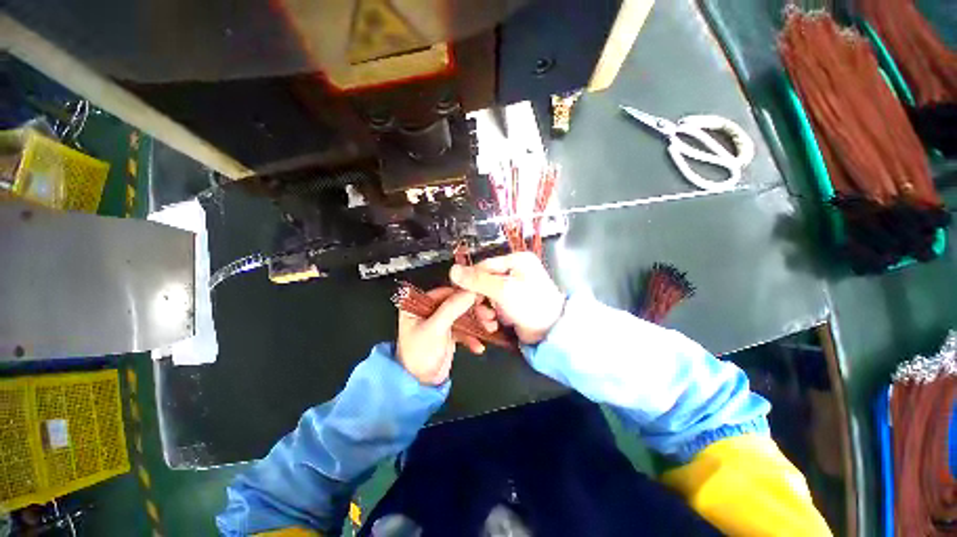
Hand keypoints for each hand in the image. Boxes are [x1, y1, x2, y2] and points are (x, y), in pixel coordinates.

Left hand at [396, 287, 496, 385]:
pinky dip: (472, 337)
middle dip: (474, 311)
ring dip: (477, 323)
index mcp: (418, 306)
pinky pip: (464, 330)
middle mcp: (429, 312)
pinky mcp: (448, 335)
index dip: (463, 294)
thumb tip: (470, 292)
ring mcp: (440, 324)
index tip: (479, 296)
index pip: (445, 292)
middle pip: (457, 304)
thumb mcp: (435, 328)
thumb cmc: (419, 355)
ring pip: (463, 317)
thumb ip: (452, 308)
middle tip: (488, 314)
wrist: (420, 384)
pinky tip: (478, 345)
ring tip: (490, 328)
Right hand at [449, 252, 564, 343]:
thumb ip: (477, 281)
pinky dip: (492, 316)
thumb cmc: (530, 305)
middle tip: (483, 312)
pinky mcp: (512, 303)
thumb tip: (452, 270)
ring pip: (487, 295)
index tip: (462, 295)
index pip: (485, 266)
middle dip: (480, 299)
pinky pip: (494, 305)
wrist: (551, 333)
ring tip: (490, 321)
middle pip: (485, 281)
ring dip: (484, 310)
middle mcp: (515, 271)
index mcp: (517, 260)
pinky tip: (494, 324)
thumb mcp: (503, 290)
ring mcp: (514, 288)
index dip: (472, 280)